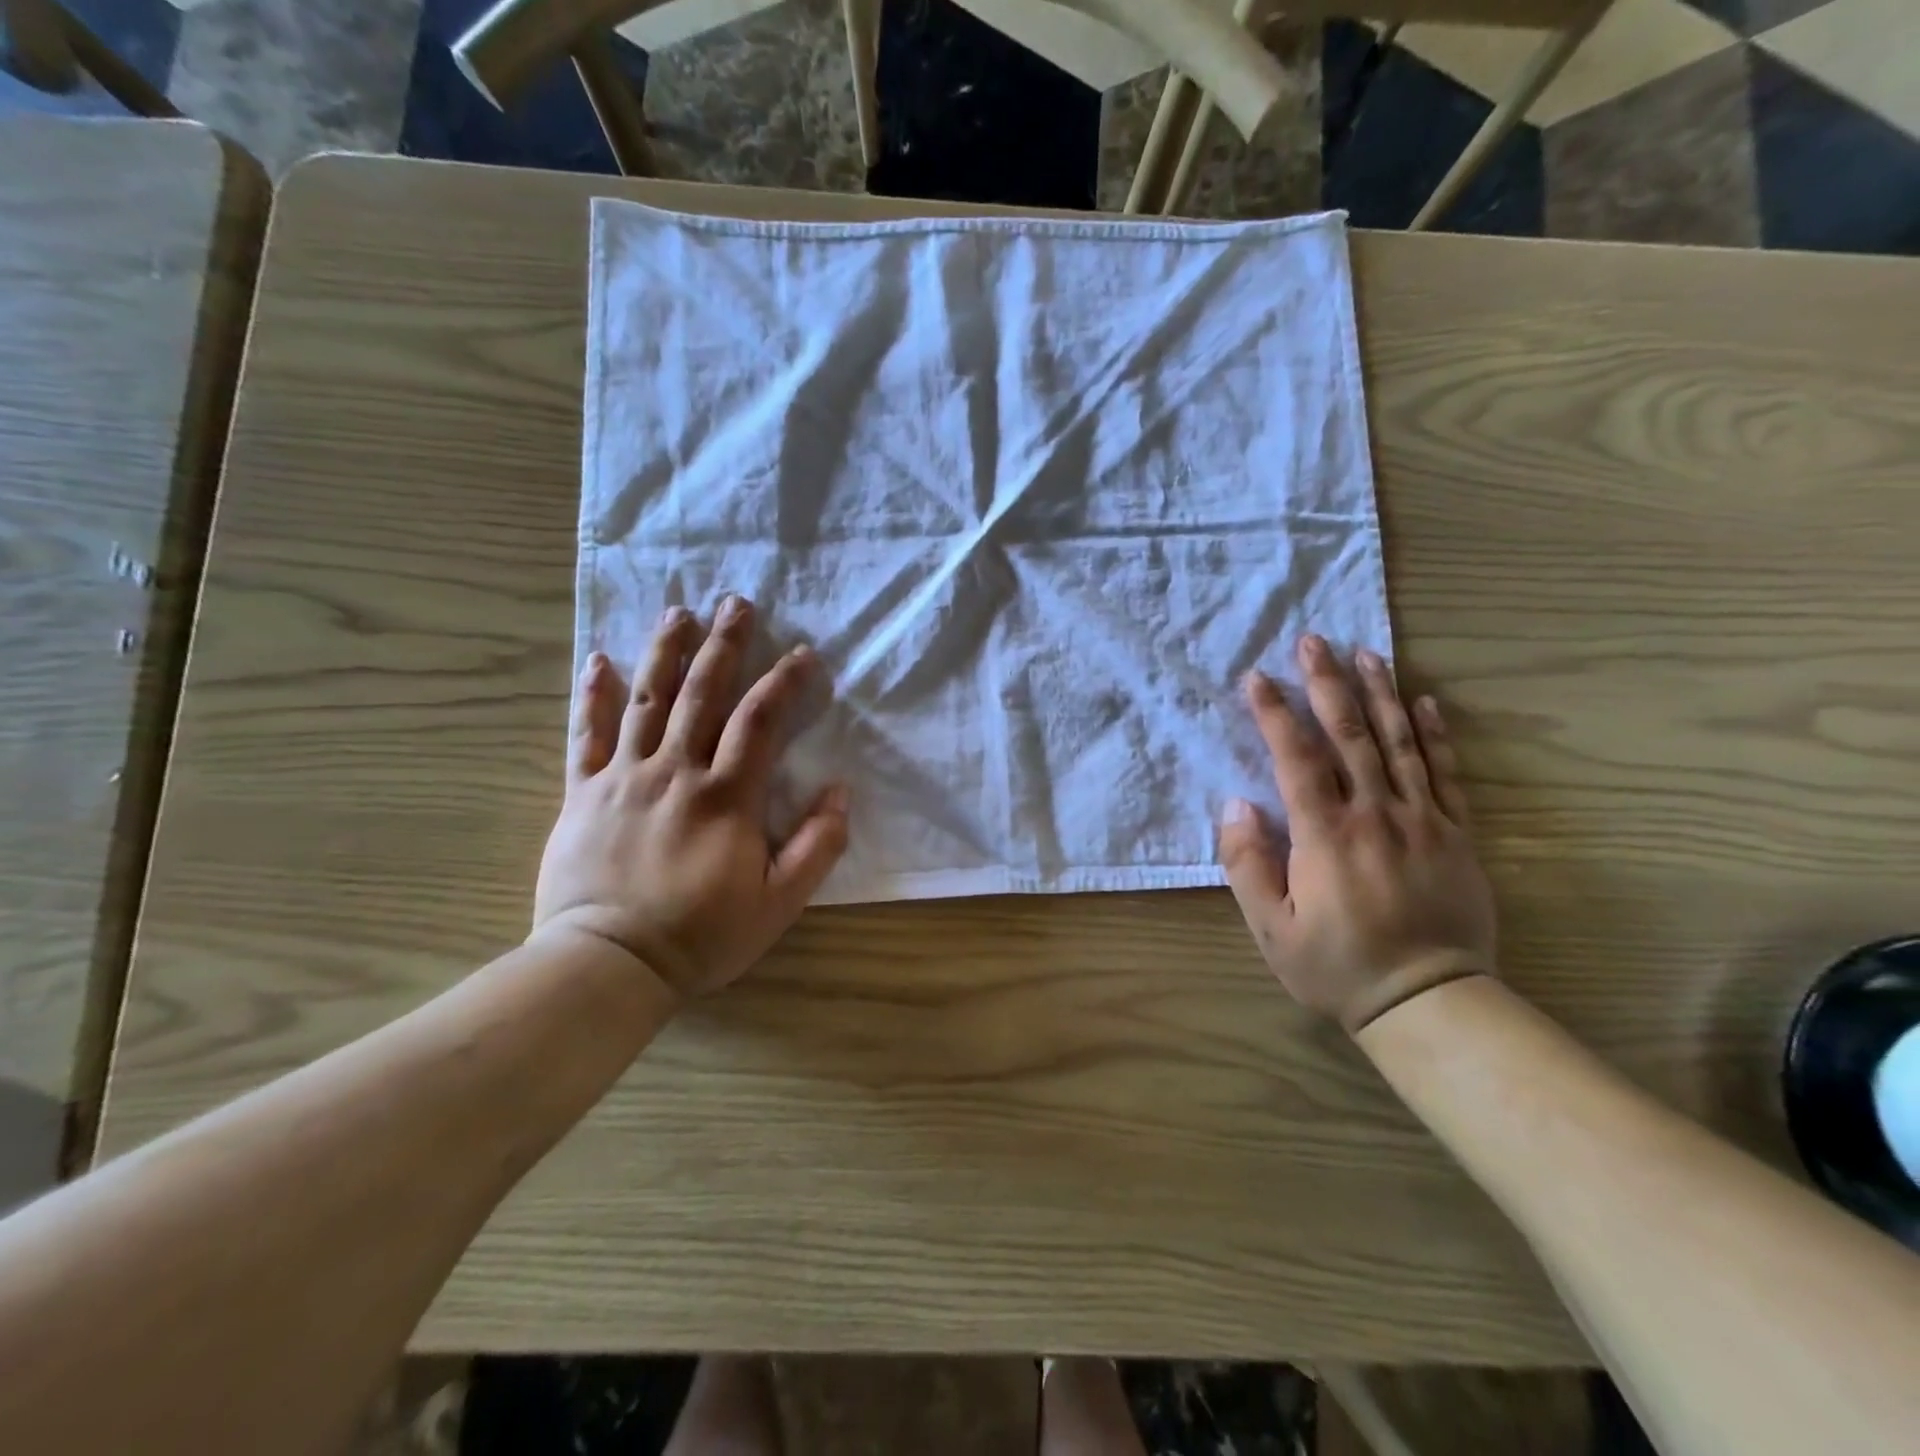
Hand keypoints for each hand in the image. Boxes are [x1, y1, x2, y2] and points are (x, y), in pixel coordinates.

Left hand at [532, 594, 849, 1000]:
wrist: (609, 964)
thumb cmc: (702, 935)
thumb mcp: (779, 903)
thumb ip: (817, 846)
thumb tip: (840, 790)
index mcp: (727, 796)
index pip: (760, 721)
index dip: (784, 681)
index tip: (802, 652)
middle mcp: (676, 772)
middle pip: (702, 694)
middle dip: (723, 645)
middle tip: (735, 602)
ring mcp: (624, 777)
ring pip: (646, 700)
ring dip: (665, 652)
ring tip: (678, 611)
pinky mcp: (583, 793)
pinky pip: (586, 735)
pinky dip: (593, 695)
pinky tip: (598, 660)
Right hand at [1218, 635, 1495, 1033]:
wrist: (1430, 1001)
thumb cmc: (1337, 966)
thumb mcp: (1270, 928)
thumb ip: (1248, 865)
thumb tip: (1237, 806)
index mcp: (1326, 834)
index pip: (1297, 758)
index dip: (1275, 714)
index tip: (1257, 678)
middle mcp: (1376, 814)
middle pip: (1350, 735)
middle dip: (1327, 684)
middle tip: (1313, 641)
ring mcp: (1423, 820)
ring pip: (1399, 743)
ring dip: (1380, 693)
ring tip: (1365, 653)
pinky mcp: (1456, 834)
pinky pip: (1446, 773)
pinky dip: (1434, 734)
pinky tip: (1424, 702)